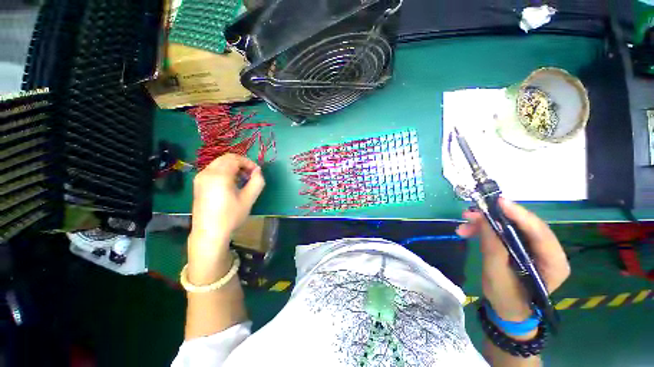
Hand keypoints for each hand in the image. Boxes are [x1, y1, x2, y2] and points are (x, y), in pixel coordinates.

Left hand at [189, 154, 264, 273]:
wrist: (209, 232)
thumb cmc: (231, 216)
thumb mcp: (249, 199)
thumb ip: (257, 181)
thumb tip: (258, 171)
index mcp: (219, 175)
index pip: (235, 159)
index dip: (248, 163)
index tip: (256, 172)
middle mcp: (207, 173)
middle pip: (226, 158)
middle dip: (241, 163)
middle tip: (250, 175)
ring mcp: (200, 178)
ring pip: (219, 163)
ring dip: (233, 167)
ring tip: (242, 180)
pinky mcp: (198, 184)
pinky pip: (213, 170)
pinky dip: (224, 171)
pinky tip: (230, 184)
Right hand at [456, 199, 569, 321]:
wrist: (507, 310)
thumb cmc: (506, 299)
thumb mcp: (497, 276)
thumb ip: (493, 249)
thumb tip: (484, 220)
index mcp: (554, 263)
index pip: (541, 233)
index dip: (520, 215)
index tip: (499, 202)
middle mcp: (548, 251)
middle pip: (525, 226)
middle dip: (497, 217)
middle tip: (471, 213)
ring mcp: (534, 248)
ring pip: (511, 226)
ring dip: (486, 222)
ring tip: (464, 222)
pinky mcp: (520, 246)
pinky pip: (503, 231)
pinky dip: (485, 229)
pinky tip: (468, 230)